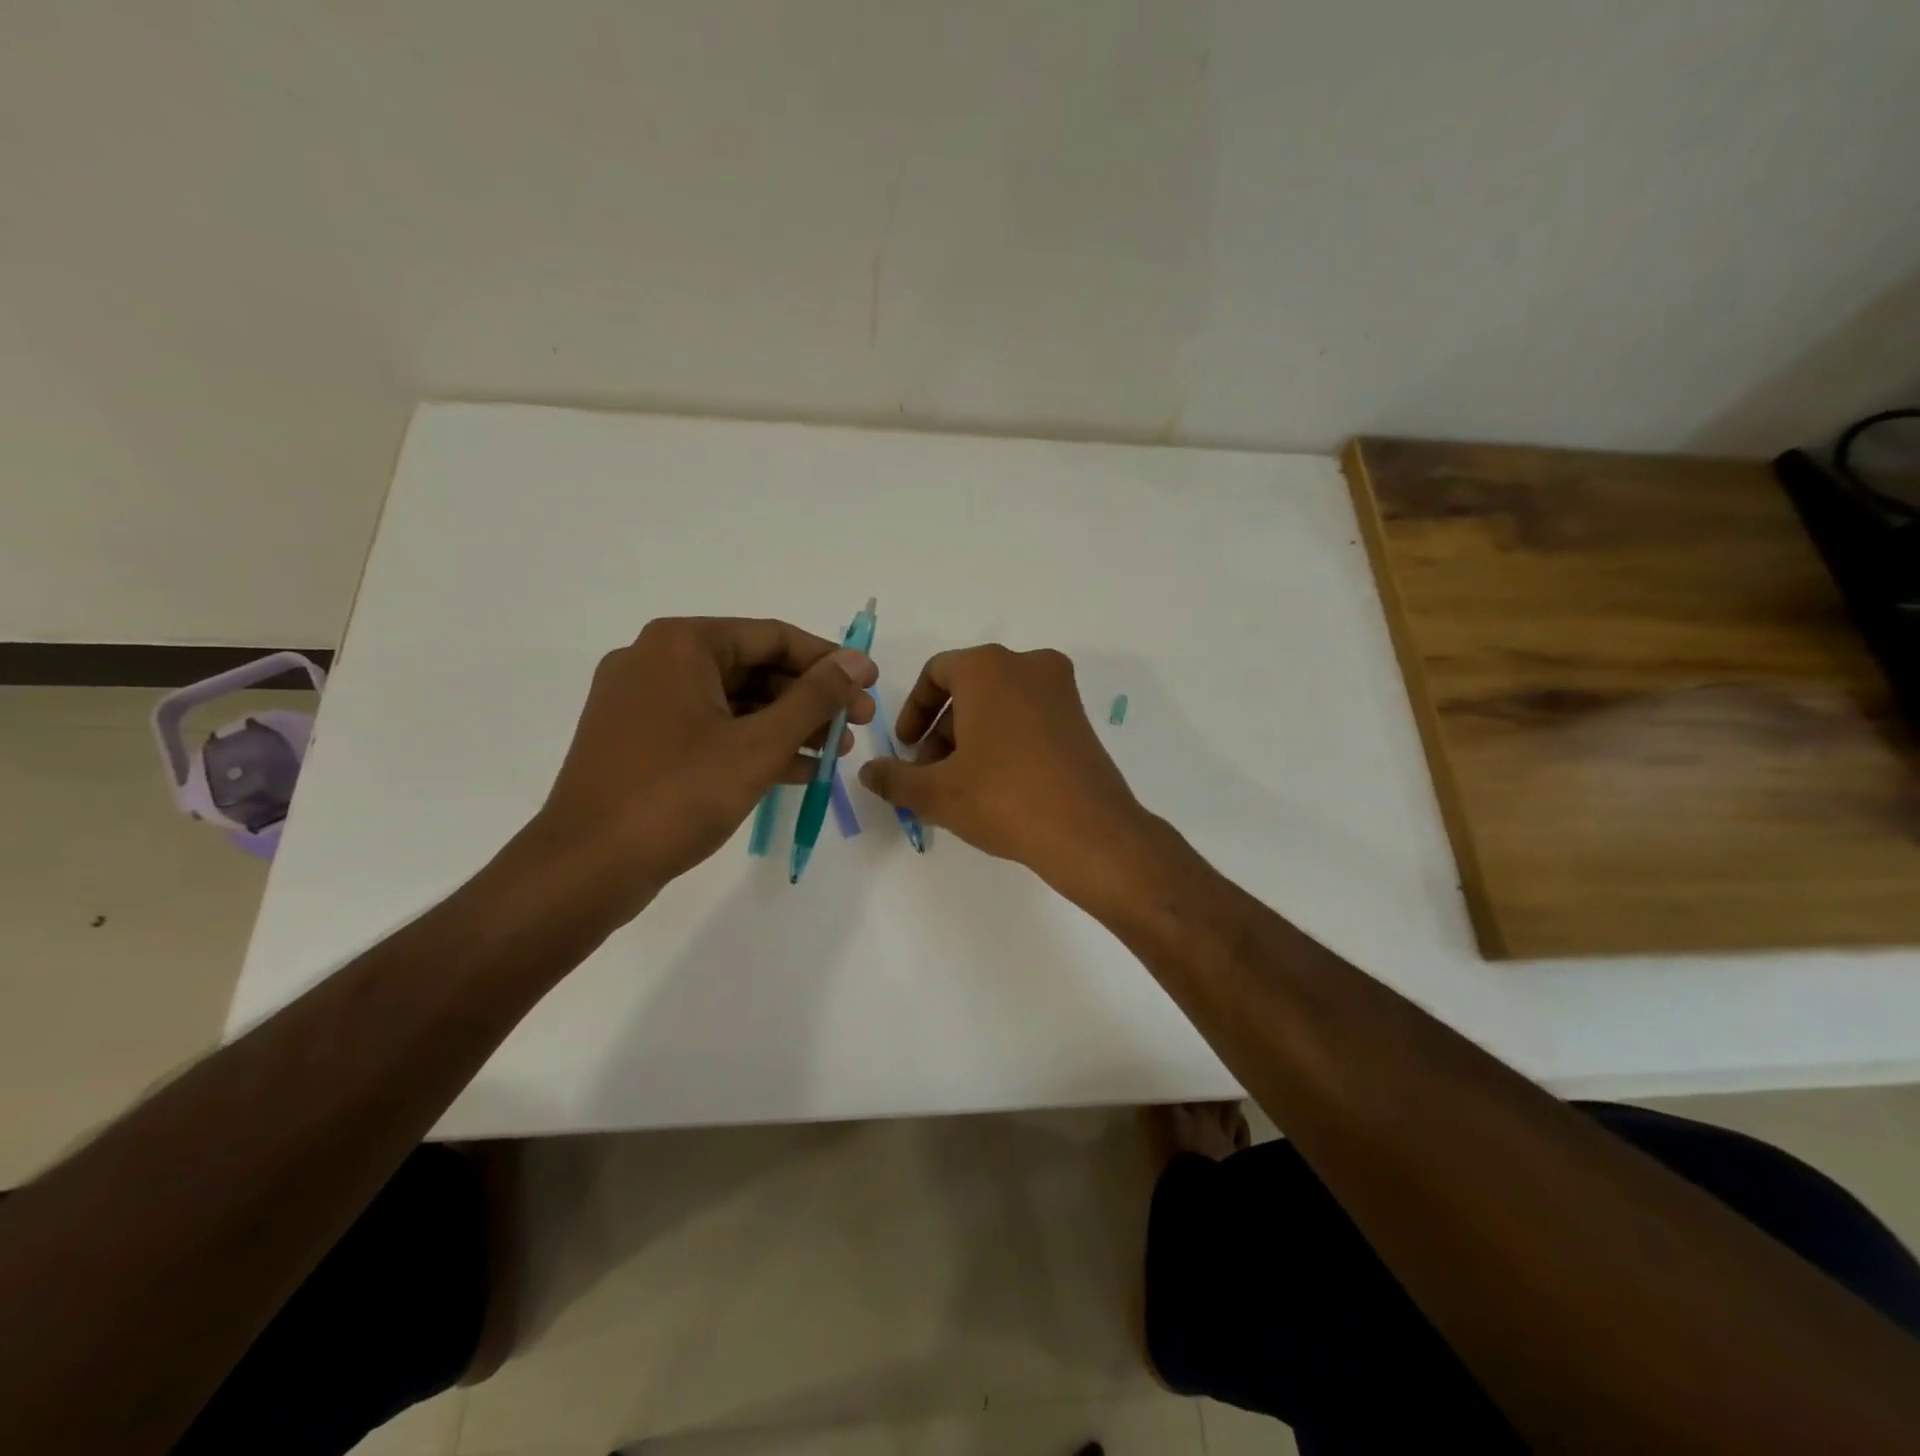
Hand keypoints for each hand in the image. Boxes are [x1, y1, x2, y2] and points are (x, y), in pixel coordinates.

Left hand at [521, 617, 875, 915]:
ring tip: (835, 753)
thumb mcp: (758, 744)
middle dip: (810, 699)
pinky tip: (797, 770)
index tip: (870, 685)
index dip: (828, 661)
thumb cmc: (678, 795)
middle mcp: (657, 661)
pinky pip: (709, 730)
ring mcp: (644, 703)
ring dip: (787, 725)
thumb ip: (814, 698)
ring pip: (733, 703)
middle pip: (753, 669)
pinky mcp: (640, 742)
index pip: (773, 637)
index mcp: (681, 644)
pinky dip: (752, 745)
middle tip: (857, 725)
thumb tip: (856, 661)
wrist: (587, 868)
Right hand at [858, 645, 1153, 899]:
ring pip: (999, 705)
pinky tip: (995, 787)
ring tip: (959, 788)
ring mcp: (1061, 691)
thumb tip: (868, 773)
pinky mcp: (1080, 719)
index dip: (913, 711)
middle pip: (968, 690)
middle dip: (941, 732)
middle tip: (929, 776)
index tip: (906, 749)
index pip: (936, 673)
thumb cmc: (1004, 798)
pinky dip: (1004, 741)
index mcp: (989, 667)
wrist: (1089, 832)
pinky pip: (1028, 718)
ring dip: (970, 739)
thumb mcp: (937, 792)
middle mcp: (1028, 665)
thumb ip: (895, 778)